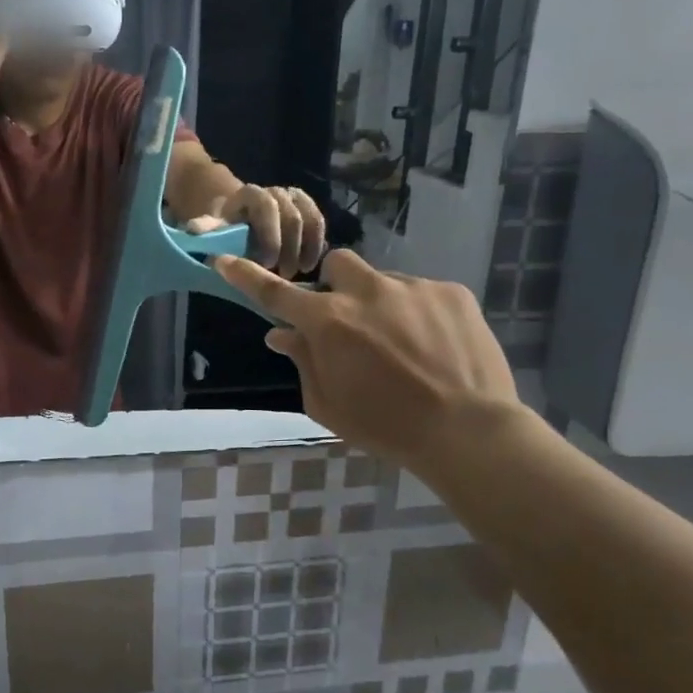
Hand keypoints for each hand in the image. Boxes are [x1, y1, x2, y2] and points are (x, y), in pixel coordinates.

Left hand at [189, 184, 325, 279]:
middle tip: (284, 275)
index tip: (267, 264)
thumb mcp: (213, 227)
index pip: (266, 206)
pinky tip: (310, 264)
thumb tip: (192, 230)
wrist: (239, 217)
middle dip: (289, 248)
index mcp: (251, 194)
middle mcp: (276, 191)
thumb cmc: (225, 227)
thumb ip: (207, 228)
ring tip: (300, 272)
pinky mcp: (308, 210)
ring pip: (310, 218)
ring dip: (307, 247)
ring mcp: (295, 199)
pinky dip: (317, 244)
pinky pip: (319, 223)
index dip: (270, 235)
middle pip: (292, 216)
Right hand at [216, 249, 522, 472]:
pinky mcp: (451, 292)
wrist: (467, 431)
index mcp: (329, 323)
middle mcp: (367, 292)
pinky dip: (419, 314)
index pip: (276, 292)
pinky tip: (434, 347)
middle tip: (349, 321)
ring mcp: (412, 287)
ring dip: (381, 304)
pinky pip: (423, 293)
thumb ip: (302, 362)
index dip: (246, 277)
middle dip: (336, 286)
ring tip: (404, 345)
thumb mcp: (328, 405)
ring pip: (383, 281)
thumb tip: (281, 334)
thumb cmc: (386, 427)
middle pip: (337, 265)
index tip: (224, 261)